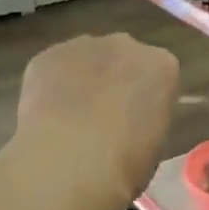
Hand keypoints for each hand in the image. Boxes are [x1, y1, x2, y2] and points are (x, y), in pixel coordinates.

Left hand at [14, 34, 179, 209]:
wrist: (71, 162)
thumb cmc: (126, 163)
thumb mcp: (155, 145)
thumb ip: (146, 120)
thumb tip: (131, 123)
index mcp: (162, 67)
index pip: (160, 75)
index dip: (147, 99)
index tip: (138, 121)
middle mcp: (126, 45)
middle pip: (123, 59)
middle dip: (116, 82)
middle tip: (105, 118)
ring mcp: (82, 46)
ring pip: (86, 60)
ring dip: (83, 81)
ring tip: (71, 119)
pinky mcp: (46, 56)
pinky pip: (54, 68)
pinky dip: (52, 86)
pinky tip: (47, 116)